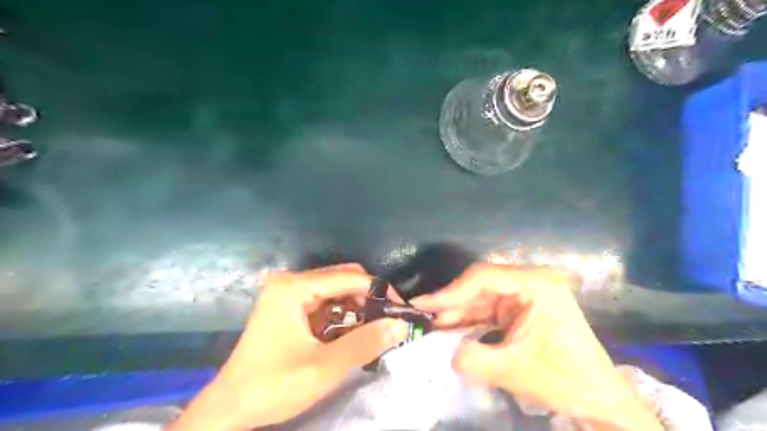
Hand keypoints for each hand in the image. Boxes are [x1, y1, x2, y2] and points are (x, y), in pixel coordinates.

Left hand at [164, 263, 409, 430]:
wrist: (229, 409)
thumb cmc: (273, 386)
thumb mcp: (324, 367)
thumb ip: (365, 343)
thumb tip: (401, 325)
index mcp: (294, 287)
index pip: (348, 277)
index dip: (378, 290)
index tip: (399, 309)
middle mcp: (291, 282)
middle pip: (342, 278)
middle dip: (367, 298)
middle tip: (387, 321)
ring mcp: (287, 293)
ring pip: (335, 290)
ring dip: (356, 307)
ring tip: (372, 329)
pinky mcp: (288, 306)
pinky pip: (324, 302)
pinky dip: (342, 314)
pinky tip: (349, 332)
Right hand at [410, 263, 662, 430]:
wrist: (600, 400)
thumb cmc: (564, 380)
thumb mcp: (512, 370)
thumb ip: (471, 358)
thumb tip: (447, 351)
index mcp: (536, 284)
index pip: (483, 277)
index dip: (451, 291)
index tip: (424, 305)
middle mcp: (531, 281)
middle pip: (481, 285)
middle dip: (452, 302)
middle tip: (423, 314)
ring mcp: (528, 294)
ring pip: (482, 297)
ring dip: (459, 312)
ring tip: (432, 325)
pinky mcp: (523, 308)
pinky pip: (490, 309)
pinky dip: (471, 320)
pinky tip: (452, 329)